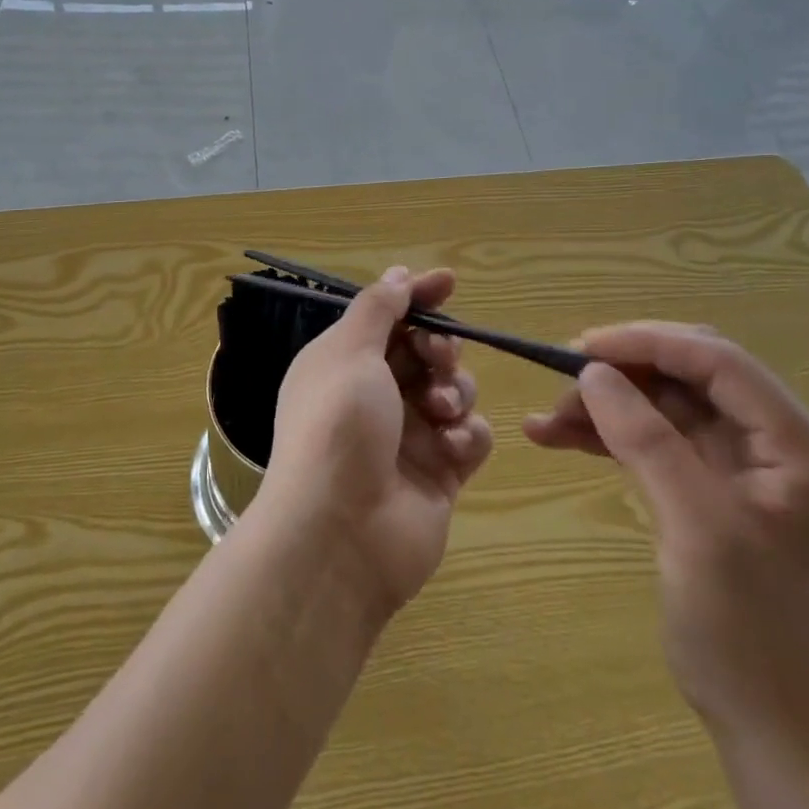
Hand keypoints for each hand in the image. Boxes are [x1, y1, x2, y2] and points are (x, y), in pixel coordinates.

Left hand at [261, 266, 494, 618]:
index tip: (449, 282)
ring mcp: (408, 436)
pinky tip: (453, 447)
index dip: (417, 296)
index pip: (387, 316)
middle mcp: (374, 395)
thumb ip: (377, 309)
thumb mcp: (350, 352)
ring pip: (452, 389)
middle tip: (438, 356)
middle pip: (424, 351)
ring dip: (454, 390)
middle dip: (439, 346)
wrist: (340, 533)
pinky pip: (470, 437)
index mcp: (344, 362)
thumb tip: (397, 275)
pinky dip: (467, 435)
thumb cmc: (338, 426)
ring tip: (439, 411)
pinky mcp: (439, 473)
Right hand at [523, 323, 808, 735]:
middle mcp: (773, 444)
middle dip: (623, 371)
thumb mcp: (696, 525)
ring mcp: (737, 466)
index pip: (720, 362)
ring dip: (604, 405)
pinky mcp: (704, 487)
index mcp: (798, 447)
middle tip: (563, 377)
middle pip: (688, 376)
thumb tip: (593, 371)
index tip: (583, 347)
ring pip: (661, 405)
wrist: (763, 718)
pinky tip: (555, 437)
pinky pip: (650, 439)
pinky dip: (604, 435)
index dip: (650, 343)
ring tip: (545, 420)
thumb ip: (646, 439)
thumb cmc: (745, 626)